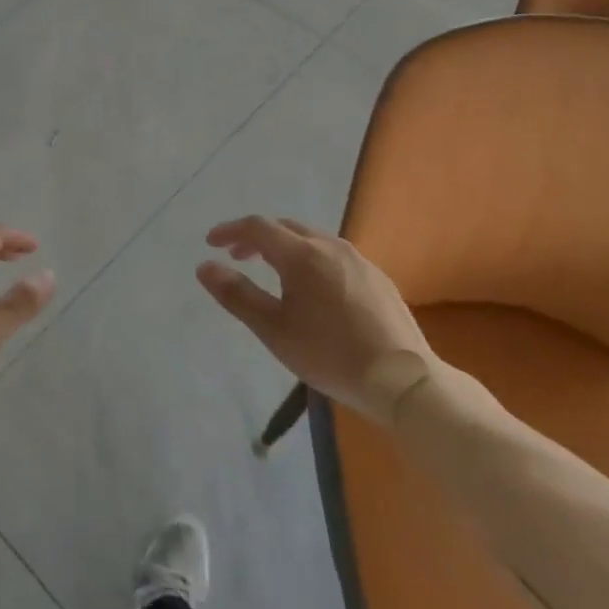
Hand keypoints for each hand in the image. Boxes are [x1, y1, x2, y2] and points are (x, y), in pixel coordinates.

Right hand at [197, 216, 435, 418]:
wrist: (404, 381)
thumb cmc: (330, 355)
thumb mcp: (274, 330)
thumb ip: (237, 295)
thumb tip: (204, 266)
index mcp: (302, 254)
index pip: (258, 227)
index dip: (231, 231)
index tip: (211, 243)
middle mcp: (330, 246)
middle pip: (285, 227)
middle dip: (257, 238)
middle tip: (238, 257)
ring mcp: (358, 259)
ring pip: (311, 239)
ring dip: (285, 247)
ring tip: (272, 271)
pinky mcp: (377, 277)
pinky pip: (333, 254)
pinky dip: (311, 258)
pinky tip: (313, 288)